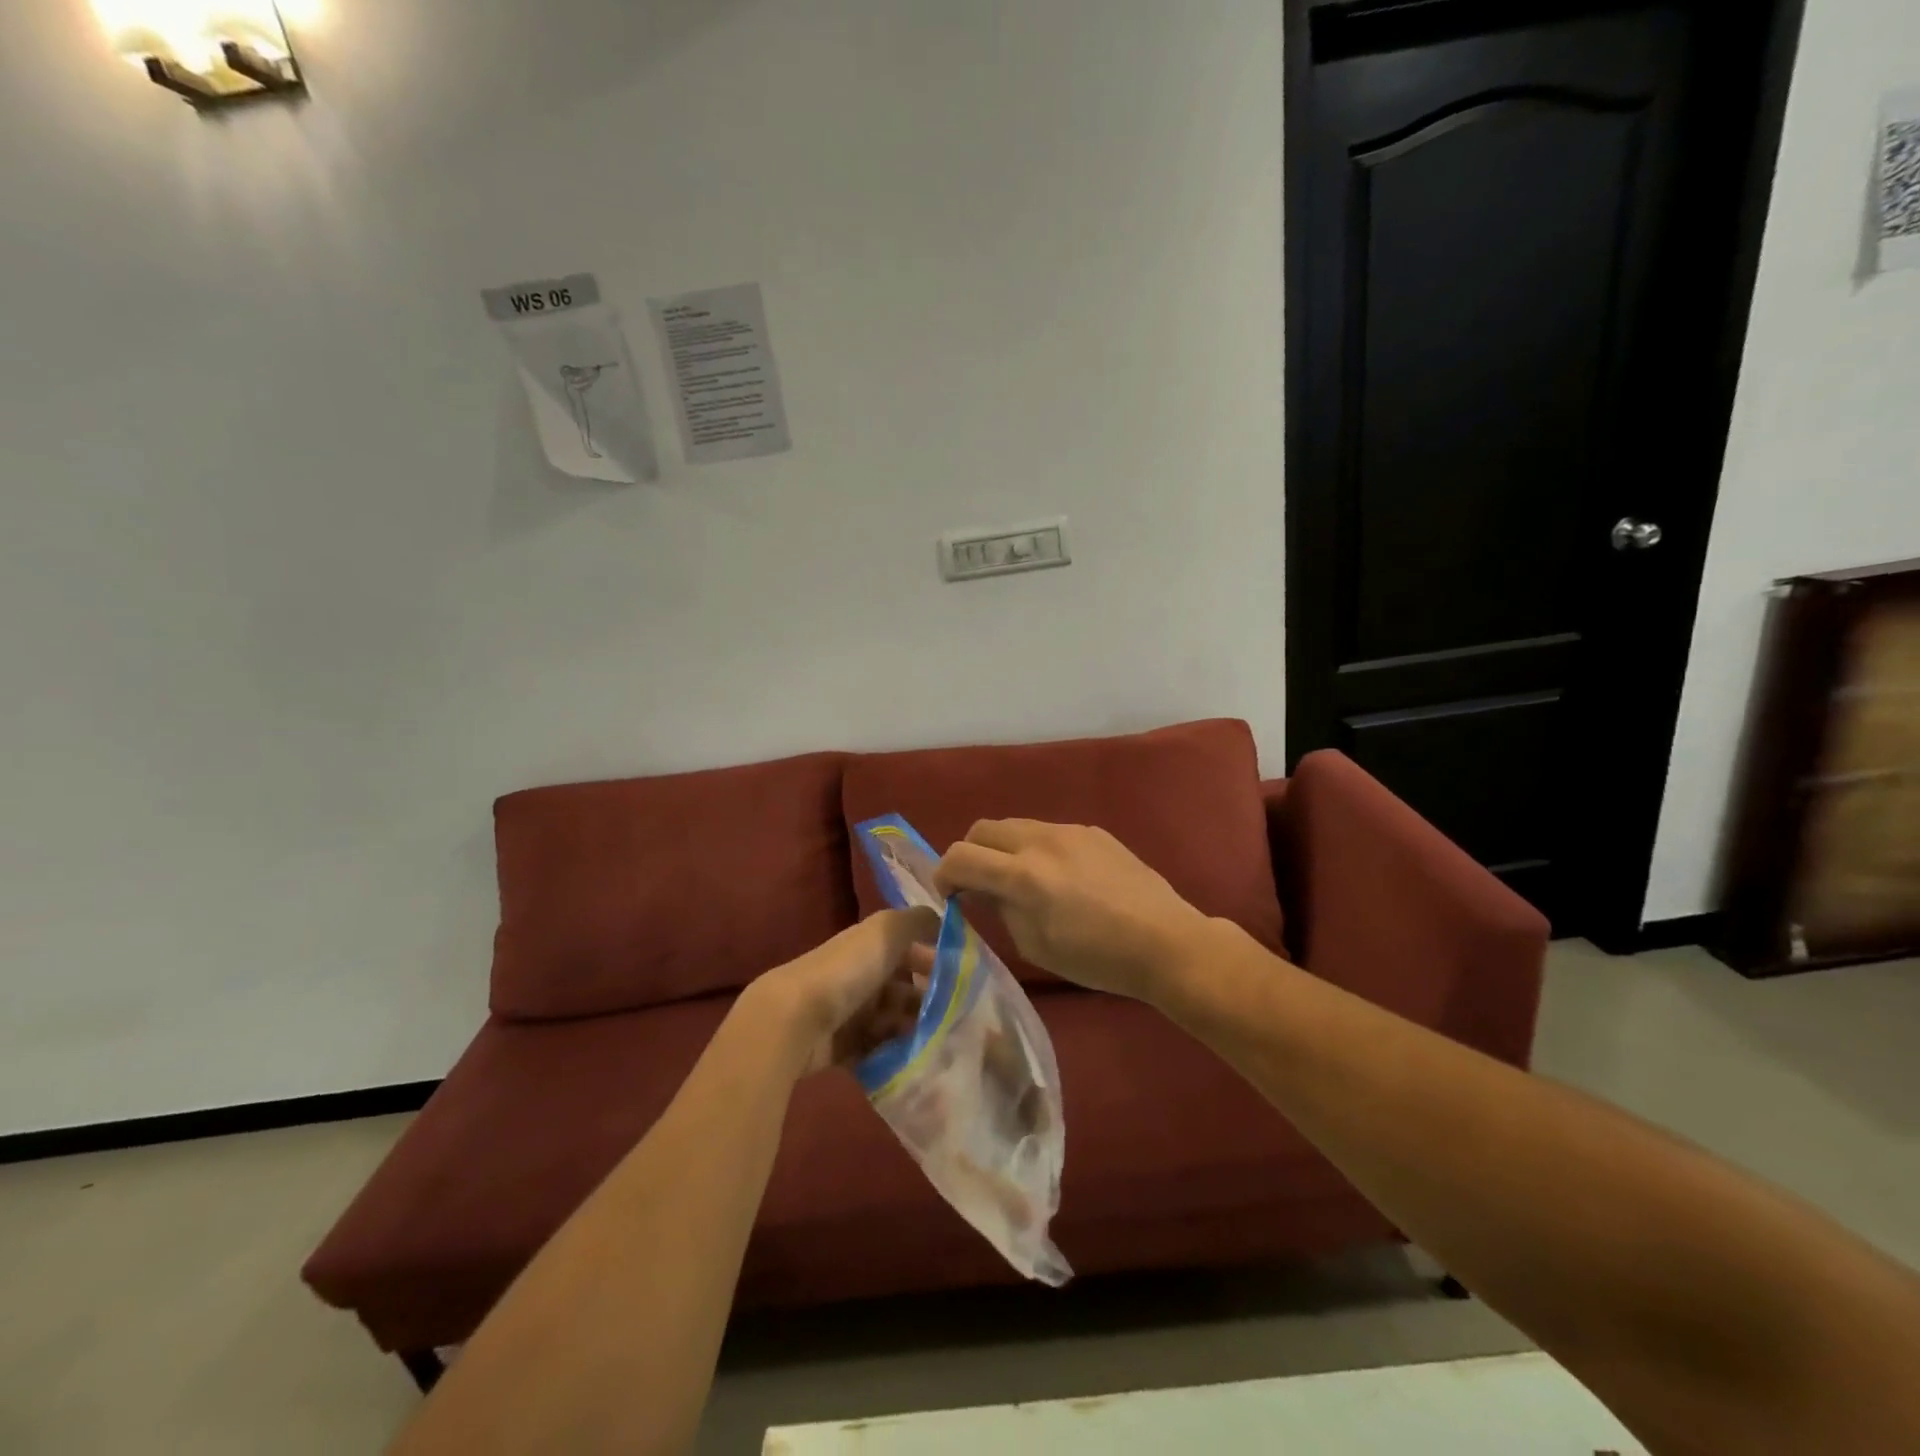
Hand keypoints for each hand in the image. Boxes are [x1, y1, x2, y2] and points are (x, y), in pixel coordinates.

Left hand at [746, 908, 940, 1076]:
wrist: (797, 1019)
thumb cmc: (849, 970)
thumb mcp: (888, 930)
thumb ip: (919, 920)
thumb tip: (945, 920)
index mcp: (872, 945)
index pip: (913, 950)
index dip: (938, 963)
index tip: (967, 984)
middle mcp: (863, 974)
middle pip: (907, 988)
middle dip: (931, 1002)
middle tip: (959, 1021)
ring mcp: (852, 1011)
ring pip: (895, 1020)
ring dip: (916, 1030)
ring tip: (941, 1044)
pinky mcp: (844, 1046)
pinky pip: (878, 1050)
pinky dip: (895, 1054)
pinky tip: (916, 1060)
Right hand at [934, 819, 1212, 1002]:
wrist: (1165, 941)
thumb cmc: (1097, 958)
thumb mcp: (1035, 945)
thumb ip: (1001, 909)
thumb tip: (982, 889)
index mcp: (1023, 875)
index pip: (960, 856)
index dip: (943, 874)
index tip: (950, 895)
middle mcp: (1040, 841)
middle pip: (983, 828)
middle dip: (971, 854)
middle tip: (980, 884)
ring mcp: (1069, 830)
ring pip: (1016, 825)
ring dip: (1004, 849)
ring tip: (1022, 880)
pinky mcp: (1093, 831)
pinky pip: (1049, 831)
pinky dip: (1037, 849)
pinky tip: (1061, 878)